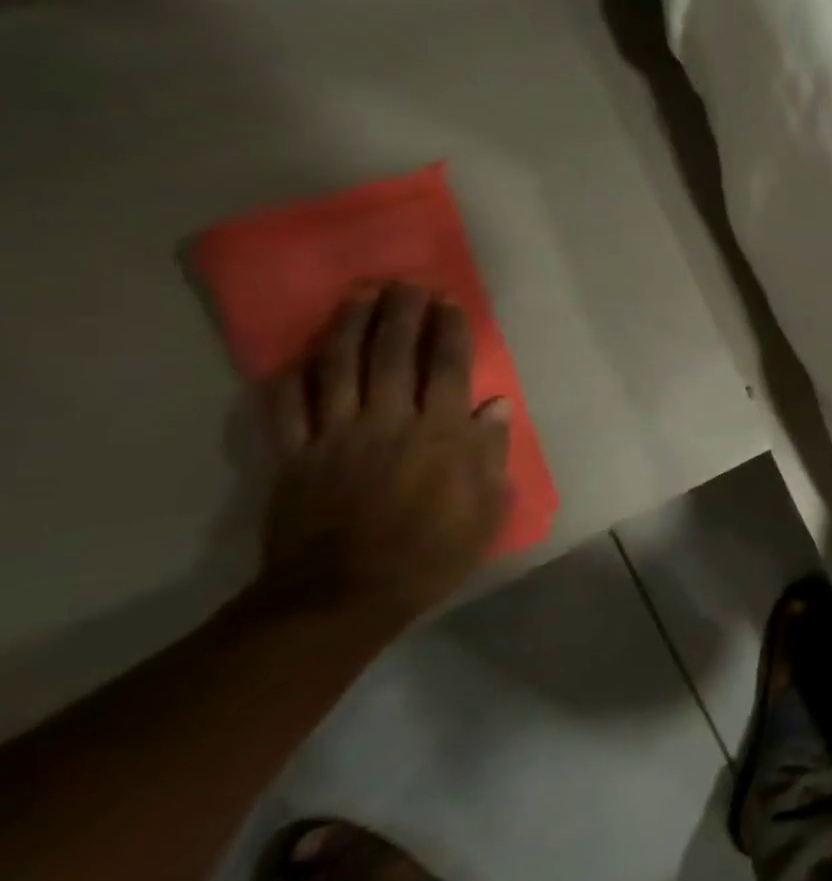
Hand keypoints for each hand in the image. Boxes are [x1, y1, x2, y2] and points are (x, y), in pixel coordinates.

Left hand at [252, 284, 510, 627]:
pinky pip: (286, 408)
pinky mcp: (294, 456)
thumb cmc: (431, 553)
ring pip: (338, 368)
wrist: (342, 596)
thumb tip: (495, 406)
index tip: (448, 301)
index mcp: (440, 436)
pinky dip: (290, 378)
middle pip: (392, 355)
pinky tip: (297, 356)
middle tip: (404, 283)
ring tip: (358, 296)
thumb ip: (490, 453)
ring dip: (348, 327)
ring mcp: (335, 437)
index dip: (448, 330)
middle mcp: (388, 423)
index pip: (446, 368)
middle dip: (400, 313)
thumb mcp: (486, 509)